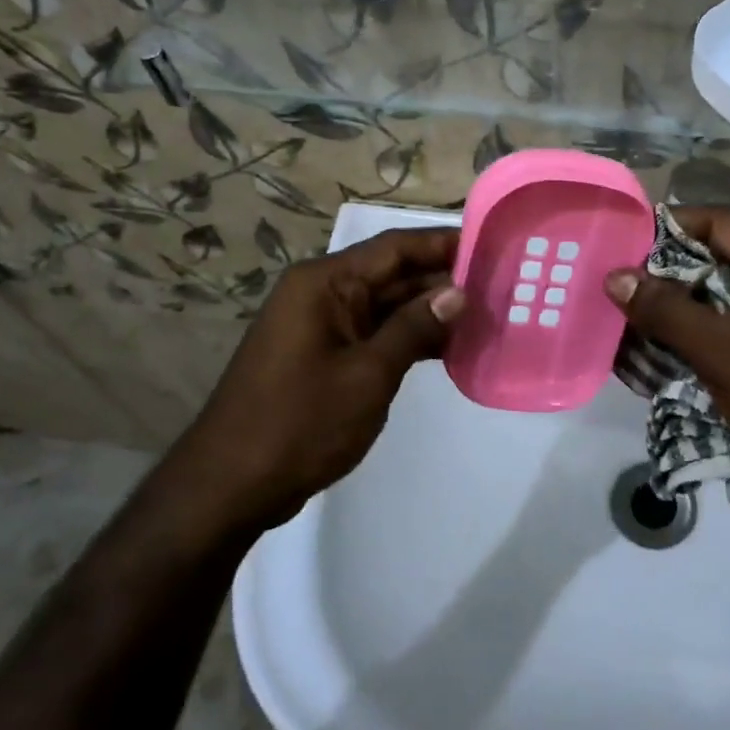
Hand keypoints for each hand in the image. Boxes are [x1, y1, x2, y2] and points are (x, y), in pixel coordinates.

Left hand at [186, 227, 463, 526]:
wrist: (231, 486)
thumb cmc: (301, 423)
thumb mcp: (368, 374)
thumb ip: (414, 328)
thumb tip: (458, 293)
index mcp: (325, 283)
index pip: (395, 247)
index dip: (443, 244)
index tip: (490, 246)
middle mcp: (322, 294)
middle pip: (391, 273)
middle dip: (442, 280)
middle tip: (499, 287)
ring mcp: (321, 326)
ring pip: (386, 306)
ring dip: (428, 312)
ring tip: (484, 316)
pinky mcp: (324, 356)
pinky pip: (374, 333)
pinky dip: (407, 338)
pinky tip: (447, 349)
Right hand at [604, 206, 729, 521]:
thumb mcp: (722, 351)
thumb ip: (665, 311)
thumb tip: (615, 275)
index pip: (714, 221)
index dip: (665, 229)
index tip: (619, 247)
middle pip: (714, 260)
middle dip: (663, 278)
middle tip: (614, 294)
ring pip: (719, 299)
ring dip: (676, 313)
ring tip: (627, 330)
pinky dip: (697, 339)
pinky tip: (660, 359)